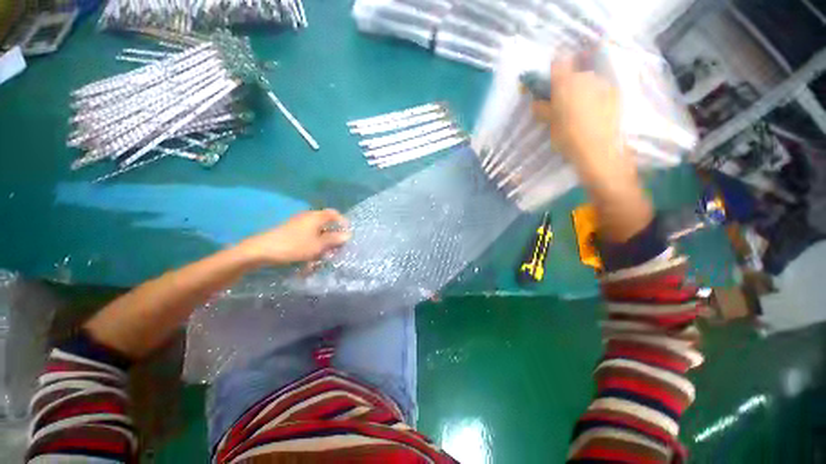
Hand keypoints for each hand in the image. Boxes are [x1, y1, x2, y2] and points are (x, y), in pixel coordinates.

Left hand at [237, 209, 350, 265]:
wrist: (262, 250)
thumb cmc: (295, 246)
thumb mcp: (318, 245)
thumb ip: (334, 239)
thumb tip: (348, 235)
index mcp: (316, 217)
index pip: (334, 214)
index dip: (343, 223)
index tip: (347, 236)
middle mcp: (308, 217)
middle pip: (326, 224)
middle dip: (332, 238)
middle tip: (334, 250)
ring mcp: (298, 224)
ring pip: (317, 233)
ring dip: (322, 244)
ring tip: (321, 257)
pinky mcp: (291, 232)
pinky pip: (307, 237)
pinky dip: (311, 246)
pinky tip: (309, 258)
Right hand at [531, 56, 638, 184]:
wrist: (598, 149)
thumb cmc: (568, 137)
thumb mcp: (550, 124)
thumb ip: (543, 110)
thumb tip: (536, 103)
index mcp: (566, 83)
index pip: (558, 63)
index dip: (553, 70)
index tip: (550, 82)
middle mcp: (585, 77)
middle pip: (575, 69)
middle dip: (568, 80)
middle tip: (563, 99)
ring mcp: (603, 84)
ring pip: (589, 79)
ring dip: (582, 88)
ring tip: (580, 107)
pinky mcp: (615, 93)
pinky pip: (601, 88)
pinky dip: (595, 95)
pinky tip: (593, 111)